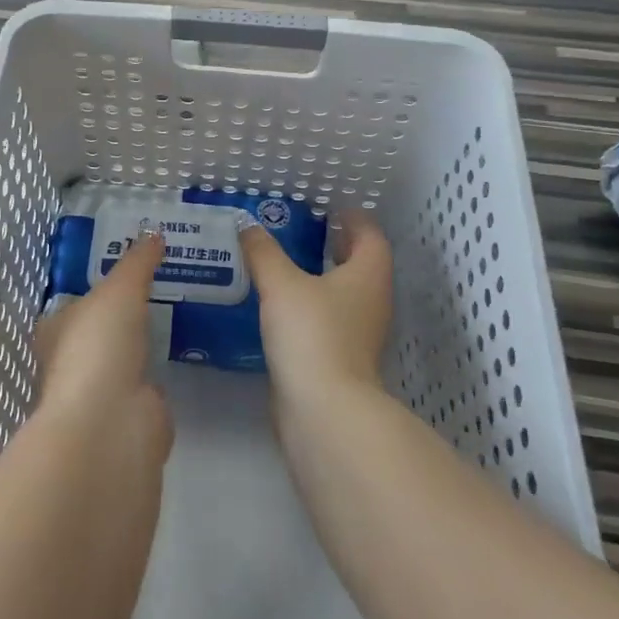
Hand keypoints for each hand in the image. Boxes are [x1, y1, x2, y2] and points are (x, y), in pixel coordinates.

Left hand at [33, 231, 171, 445]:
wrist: (111, 423)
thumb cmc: (99, 346)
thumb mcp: (119, 290)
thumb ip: (137, 262)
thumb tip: (154, 233)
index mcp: (55, 332)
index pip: (71, 305)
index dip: (93, 290)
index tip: (123, 272)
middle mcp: (71, 363)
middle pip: (96, 333)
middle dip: (120, 317)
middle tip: (155, 289)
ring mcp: (99, 393)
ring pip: (120, 361)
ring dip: (138, 347)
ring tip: (171, 318)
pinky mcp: (126, 417)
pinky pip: (143, 387)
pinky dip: (155, 375)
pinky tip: (175, 358)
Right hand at [239, 209, 392, 408]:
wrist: (323, 410)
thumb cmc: (312, 333)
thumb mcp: (281, 283)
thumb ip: (263, 252)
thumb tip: (248, 225)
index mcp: (367, 276)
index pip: (370, 236)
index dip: (354, 219)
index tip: (333, 208)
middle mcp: (370, 302)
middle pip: (361, 266)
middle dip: (338, 247)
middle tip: (306, 231)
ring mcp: (358, 335)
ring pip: (344, 295)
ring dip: (322, 278)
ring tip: (285, 264)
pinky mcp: (339, 360)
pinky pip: (327, 321)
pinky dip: (310, 307)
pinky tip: (279, 306)